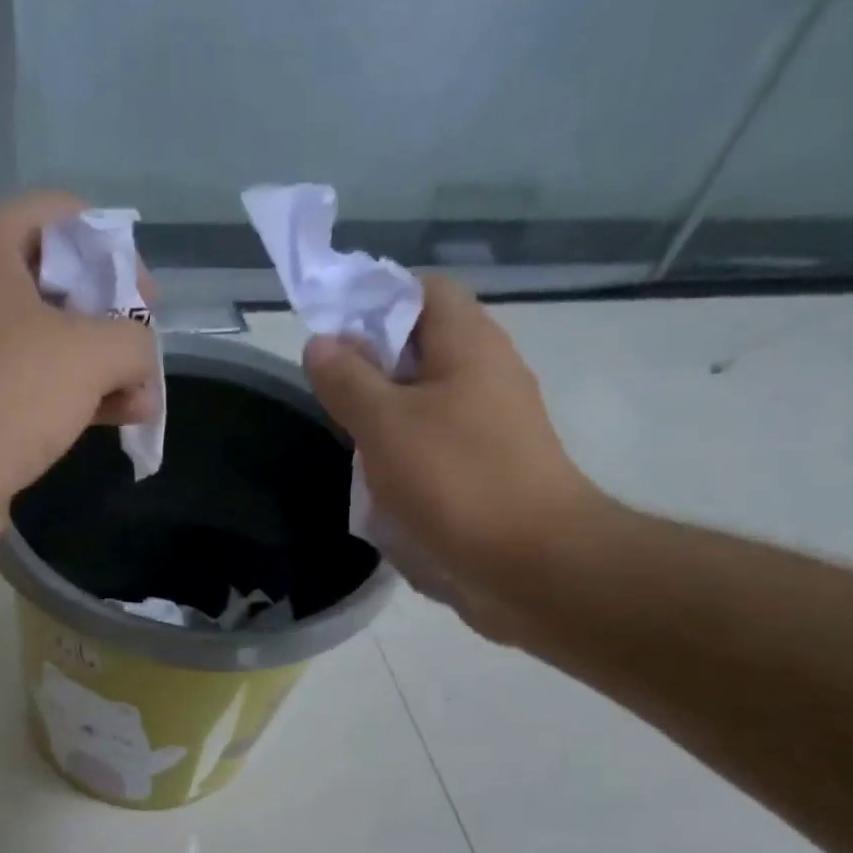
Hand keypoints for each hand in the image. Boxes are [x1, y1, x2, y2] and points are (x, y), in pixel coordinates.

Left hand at [0, 192, 158, 534]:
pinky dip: (70, 396)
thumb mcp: (91, 354)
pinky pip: (27, 382)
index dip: (118, 254)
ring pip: (47, 340)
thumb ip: (134, 340)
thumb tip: (140, 360)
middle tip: (144, 360)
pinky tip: (113, 421)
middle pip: (59, 282)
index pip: (66, 217)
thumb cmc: (3, 394)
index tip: (148, 306)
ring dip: (99, 369)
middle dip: (113, 323)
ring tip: (142, 404)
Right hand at [301, 276, 606, 622]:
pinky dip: (405, 451)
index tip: (332, 334)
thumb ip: (348, 380)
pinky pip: (437, 441)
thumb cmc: (455, 480)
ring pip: (426, 398)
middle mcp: (487, 373)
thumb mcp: (385, 424)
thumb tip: (320, 342)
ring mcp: (492, 423)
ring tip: (350, 442)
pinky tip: (380, 482)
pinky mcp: (488, 466)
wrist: (532, 562)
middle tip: (333, 394)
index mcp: (469, 345)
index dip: (375, 299)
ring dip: (384, 414)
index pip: (424, 290)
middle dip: (371, 363)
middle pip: (422, 345)